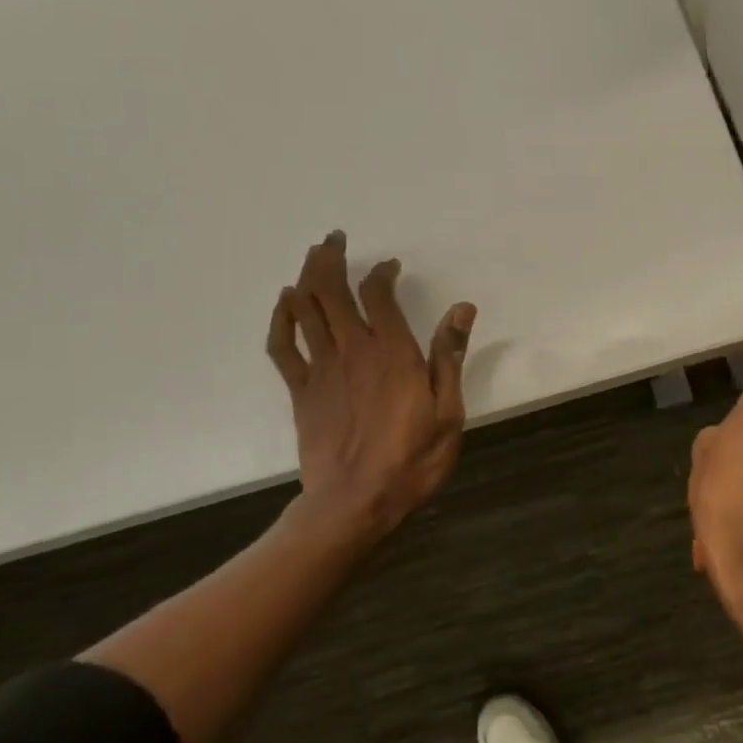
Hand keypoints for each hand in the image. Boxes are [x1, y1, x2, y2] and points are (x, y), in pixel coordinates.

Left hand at [267, 231, 476, 538]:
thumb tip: (462, 308)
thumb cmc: (411, 459)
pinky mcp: (301, 391)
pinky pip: (283, 346)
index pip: (378, 294)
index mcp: (392, 352)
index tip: (390, 266)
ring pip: (306, 310)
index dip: (382, 273)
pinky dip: (281, 319)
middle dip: (330, 259)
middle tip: (334, 240)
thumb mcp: (448, 411)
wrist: (356, 503)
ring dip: (306, 277)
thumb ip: (449, 356)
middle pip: (331, 291)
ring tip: (313, 257)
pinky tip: (285, 303)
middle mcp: (353, 350)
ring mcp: (321, 369)